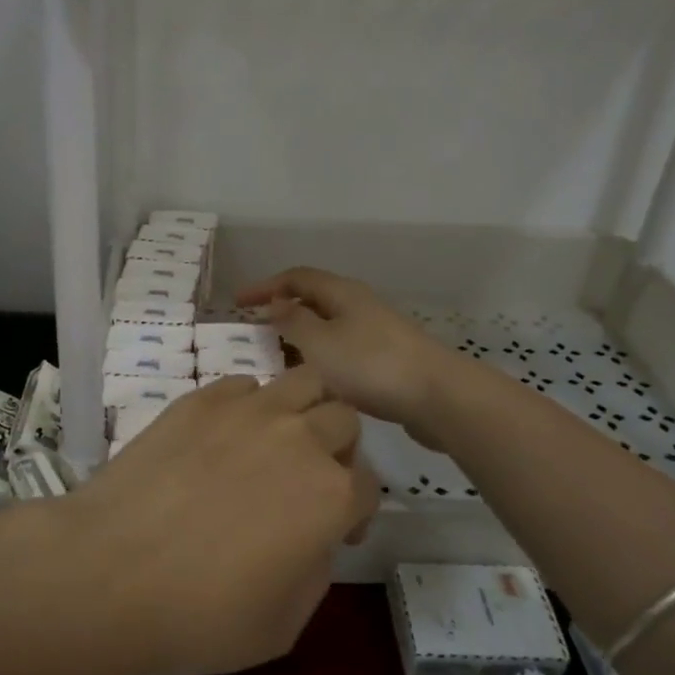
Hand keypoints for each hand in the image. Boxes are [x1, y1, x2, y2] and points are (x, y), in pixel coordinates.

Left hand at [71, 368, 374, 674]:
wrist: (109, 572)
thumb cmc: (200, 615)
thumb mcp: (283, 624)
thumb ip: (316, 570)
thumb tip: (313, 538)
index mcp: (331, 495)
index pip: (369, 486)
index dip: (357, 513)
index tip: (334, 534)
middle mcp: (299, 438)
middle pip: (343, 419)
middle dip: (338, 450)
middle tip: (308, 481)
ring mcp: (248, 410)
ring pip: (304, 381)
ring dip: (305, 409)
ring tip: (277, 441)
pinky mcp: (201, 399)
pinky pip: (245, 384)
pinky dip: (250, 404)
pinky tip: (225, 437)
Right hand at [236, 267, 456, 444]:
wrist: (437, 397)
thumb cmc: (370, 365)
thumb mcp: (319, 343)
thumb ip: (292, 322)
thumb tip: (276, 304)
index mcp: (342, 293)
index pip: (296, 277)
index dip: (265, 286)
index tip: (237, 302)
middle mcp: (359, 305)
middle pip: (314, 299)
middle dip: (283, 311)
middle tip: (255, 331)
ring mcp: (377, 332)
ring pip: (328, 326)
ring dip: (301, 337)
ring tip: (278, 358)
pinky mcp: (387, 359)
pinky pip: (342, 349)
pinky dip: (321, 357)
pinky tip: (315, 380)